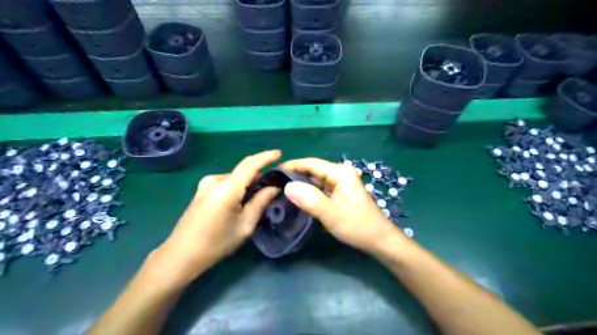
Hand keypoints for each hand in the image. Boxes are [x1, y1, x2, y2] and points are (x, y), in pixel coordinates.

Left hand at [147, 150, 280, 286]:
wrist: (181, 254)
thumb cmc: (216, 243)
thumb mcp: (245, 225)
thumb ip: (260, 202)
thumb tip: (274, 187)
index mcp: (227, 188)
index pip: (250, 165)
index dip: (266, 157)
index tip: (279, 153)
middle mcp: (215, 180)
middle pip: (243, 170)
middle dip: (259, 172)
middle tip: (274, 183)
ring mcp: (206, 184)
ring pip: (235, 177)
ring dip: (248, 181)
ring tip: (258, 195)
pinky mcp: (201, 189)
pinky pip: (226, 182)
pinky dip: (237, 186)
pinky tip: (241, 199)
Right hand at [280, 159, 410, 254]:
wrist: (379, 240)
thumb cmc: (357, 226)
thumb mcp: (331, 214)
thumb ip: (310, 200)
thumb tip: (287, 186)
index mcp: (340, 173)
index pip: (311, 163)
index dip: (292, 165)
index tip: (274, 172)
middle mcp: (341, 174)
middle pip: (313, 170)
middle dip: (295, 176)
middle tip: (275, 184)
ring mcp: (341, 183)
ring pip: (316, 180)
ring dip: (301, 185)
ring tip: (282, 190)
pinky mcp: (340, 193)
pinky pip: (321, 189)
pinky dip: (309, 192)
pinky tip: (298, 198)